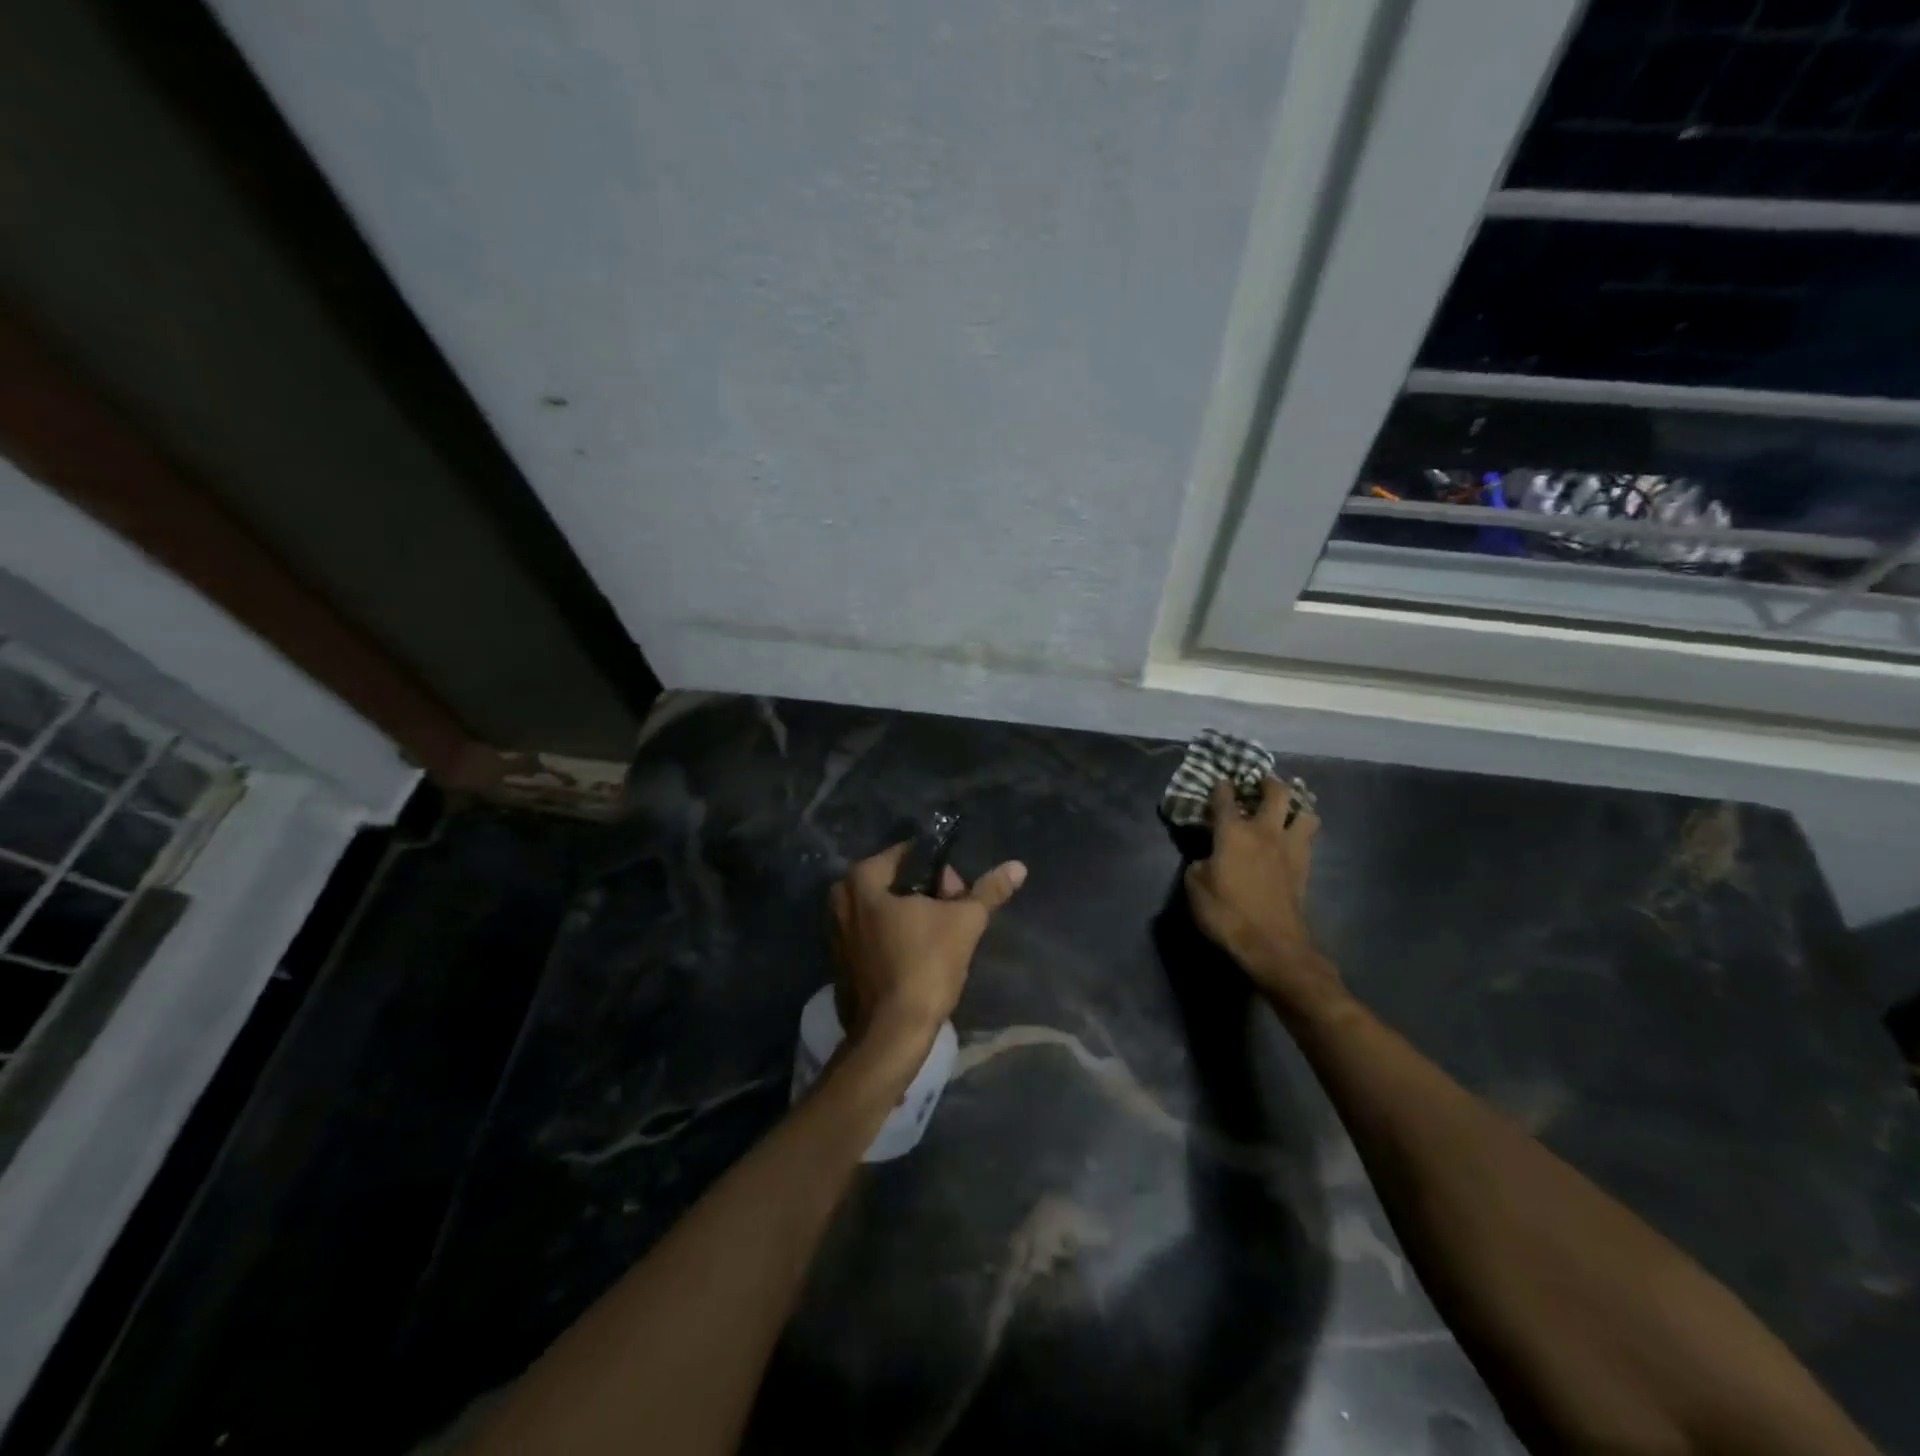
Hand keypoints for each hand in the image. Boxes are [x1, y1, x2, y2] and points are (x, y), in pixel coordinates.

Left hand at [830, 843, 1026, 1049]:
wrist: (891, 1034)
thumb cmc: (925, 966)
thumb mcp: (965, 922)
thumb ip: (989, 890)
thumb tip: (1017, 866)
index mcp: (862, 879)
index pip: (910, 855)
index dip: (942, 871)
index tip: (960, 895)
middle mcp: (841, 899)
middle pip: (897, 882)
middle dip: (929, 895)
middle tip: (954, 918)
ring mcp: (835, 932)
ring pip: (885, 910)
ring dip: (914, 918)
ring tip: (942, 940)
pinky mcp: (840, 961)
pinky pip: (874, 935)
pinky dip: (896, 939)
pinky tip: (919, 958)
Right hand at [1184, 776, 1344, 1020]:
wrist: (1271, 945)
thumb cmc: (1226, 913)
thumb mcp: (1194, 887)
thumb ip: (1199, 864)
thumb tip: (1207, 858)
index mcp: (1233, 832)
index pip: (1225, 799)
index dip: (1221, 787)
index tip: (1219, 781)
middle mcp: (1265, 832)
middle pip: (1276, 793)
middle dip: (1268, 782)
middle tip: (1260, 783)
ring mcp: (1290, 849)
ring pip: (1306, 813)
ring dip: (1297, 806)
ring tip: (1287, 810)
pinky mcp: (1305, 868)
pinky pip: (1308, 839)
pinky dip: (1302, 832)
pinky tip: (1293, 839)